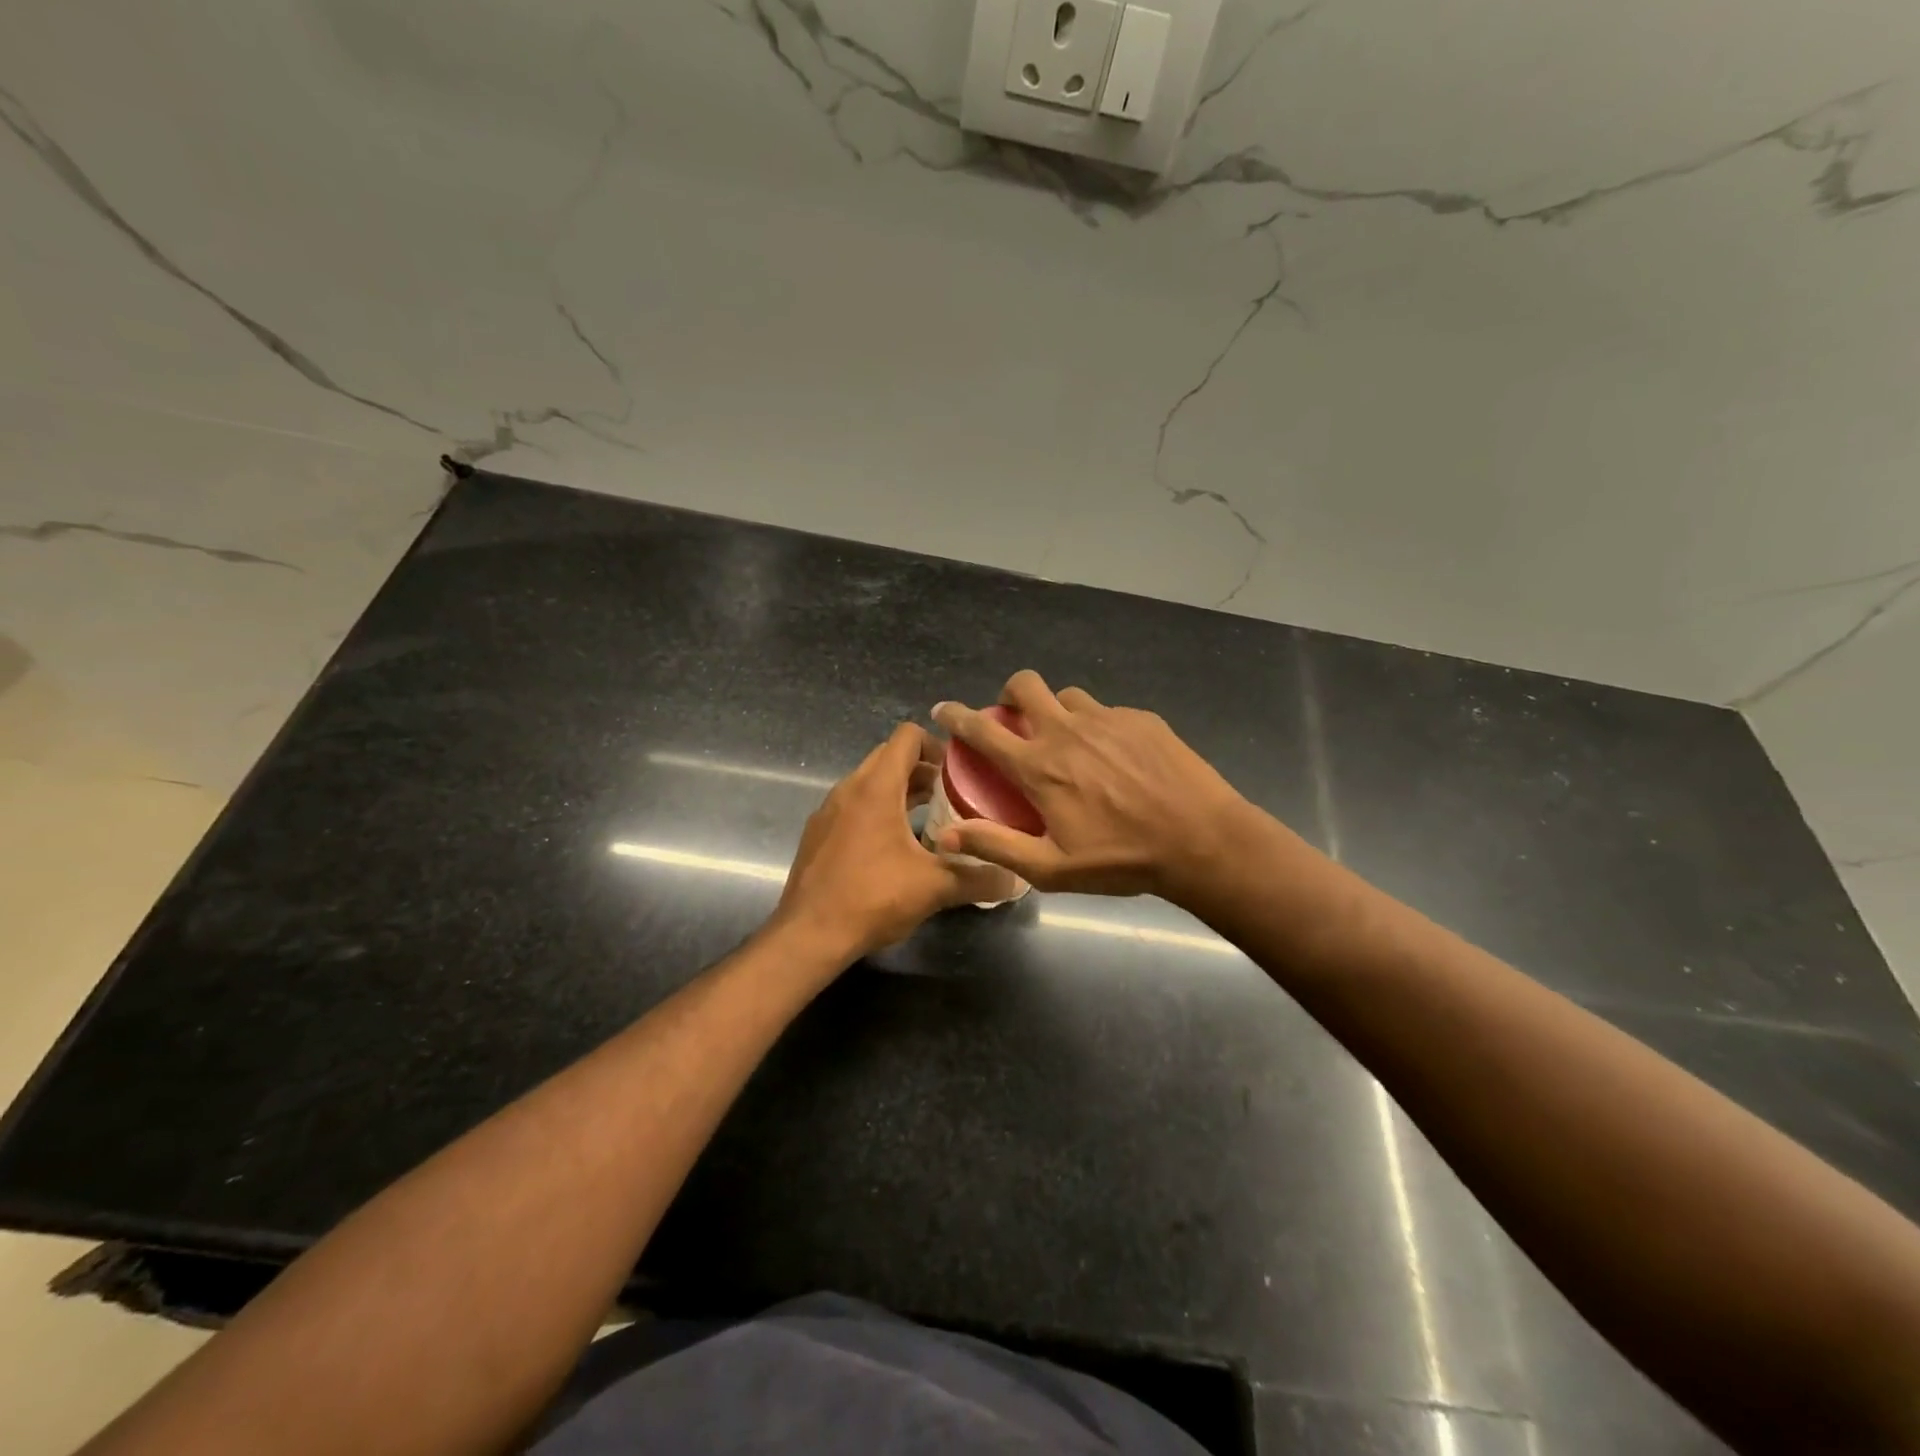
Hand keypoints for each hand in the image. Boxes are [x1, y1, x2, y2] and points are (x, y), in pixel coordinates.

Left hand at [776, 723, 1005, 960]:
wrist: (808, 935)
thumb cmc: (872, 897)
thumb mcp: (934, 888)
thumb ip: (978, 878)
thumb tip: (1015, 878)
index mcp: (876, 787)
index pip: (907, 737)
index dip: (937, 745)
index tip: (960, 771)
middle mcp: (849, 789)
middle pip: (889, 757)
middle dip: (923, 770)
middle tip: (952, 795)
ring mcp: (829, 811)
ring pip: (870, 783)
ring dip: (900, 791)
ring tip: (931, 820)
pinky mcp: (818, 834)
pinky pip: (854, 806)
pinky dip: (878, 811)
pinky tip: (896, 847)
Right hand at [931, 671, 1259, 901]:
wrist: (1202, 841)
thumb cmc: (1121, 860)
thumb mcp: (1052, 868)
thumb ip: (996, 846)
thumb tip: (946, 835)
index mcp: (1039, 766)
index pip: (983, 729)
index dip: (957, 716)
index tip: (944, 709)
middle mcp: (1067, 732)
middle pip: (1026, 685)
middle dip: (1011, 693)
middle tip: (1016, 718)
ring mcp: (1107, 719)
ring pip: (1068, 697)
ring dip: (1057, 711)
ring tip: (1071, 742)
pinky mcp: (1141, 719)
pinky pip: (1108, 712)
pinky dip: (1099, 728)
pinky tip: (1118, 759)